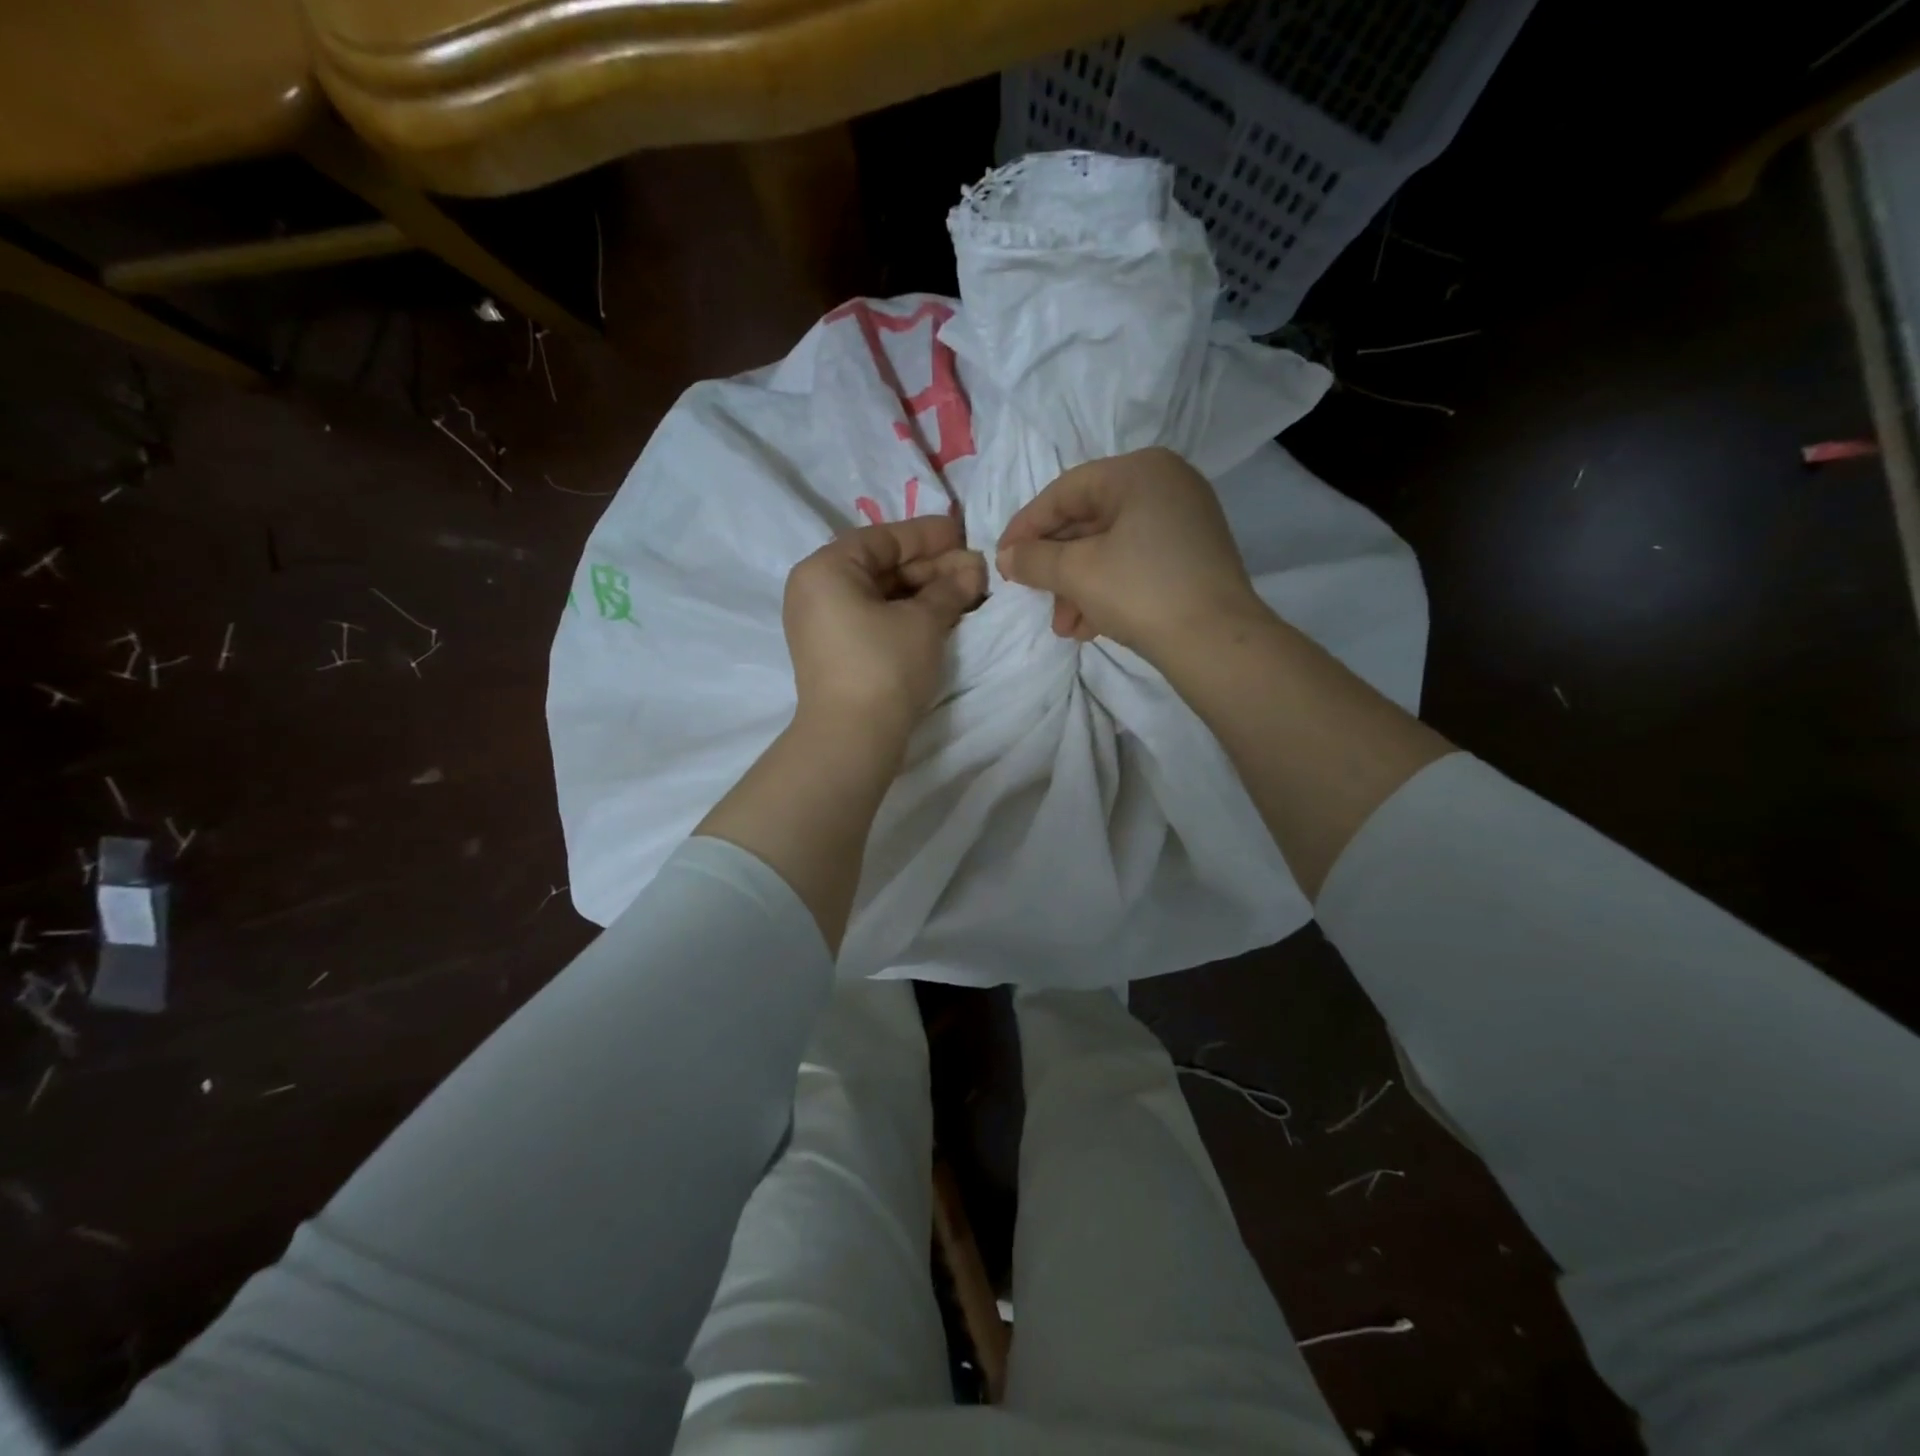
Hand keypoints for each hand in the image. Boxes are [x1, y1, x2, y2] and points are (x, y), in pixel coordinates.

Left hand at [784, 516, 986, 745]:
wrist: (852, 738)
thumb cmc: (884, 666)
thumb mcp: (923, 621)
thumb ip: (950, 587)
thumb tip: (973, 568)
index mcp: (826, 569)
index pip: (883, 538)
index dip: (928, 536)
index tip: (964, 535)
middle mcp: (816, 589)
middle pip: (881, 566)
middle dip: (931, 567)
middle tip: (974, 570)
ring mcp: (822, 623)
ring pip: (880, 594)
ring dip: (923, 592)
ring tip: (966, 592)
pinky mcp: (835, 650)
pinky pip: (873, 618)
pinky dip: (906, 614)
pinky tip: (942, 614)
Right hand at [995, 447, 1271, 663]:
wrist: (1216, 642)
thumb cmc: (1141, 591)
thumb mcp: (1077, 573)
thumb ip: (1034, 559)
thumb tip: (1006, 557)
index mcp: (1140, 471)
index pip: (1066, 491)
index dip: (1027, 526)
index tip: (1002, 558)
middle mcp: (1166, 485)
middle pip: (1089, 521)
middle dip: (1056, 567)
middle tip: (1033, 597)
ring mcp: (1184, 521)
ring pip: (1110, 548)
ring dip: (1078, 587)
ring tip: (1064, 627)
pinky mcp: (1193, 556)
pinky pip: (1135, 563)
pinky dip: (1107, 590)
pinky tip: (1089, 627)